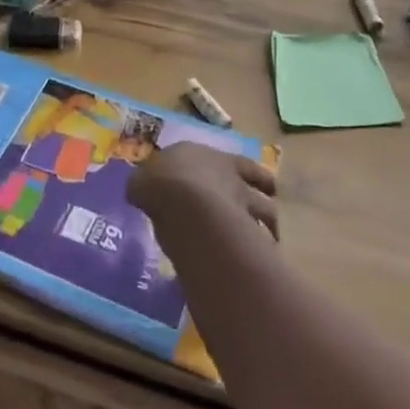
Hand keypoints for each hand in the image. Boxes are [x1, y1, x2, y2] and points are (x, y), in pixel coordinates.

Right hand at [127, 141, 277, 243]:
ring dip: (269, 220)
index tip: (229, 177)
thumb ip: (144, 185)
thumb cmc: (160, 185)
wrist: (186, 206)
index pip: (223, 158)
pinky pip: (263, 238)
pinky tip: (262, 253)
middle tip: (261, 200)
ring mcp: (243, 199)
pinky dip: (264, 244)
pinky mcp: (250, 228)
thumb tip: (140, 189)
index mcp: (200, 155)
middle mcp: (227, 172)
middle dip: (260, 189)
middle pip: (257, 178)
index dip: (229, 168)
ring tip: (269, 232)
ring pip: (267, 208)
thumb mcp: (141, 182)